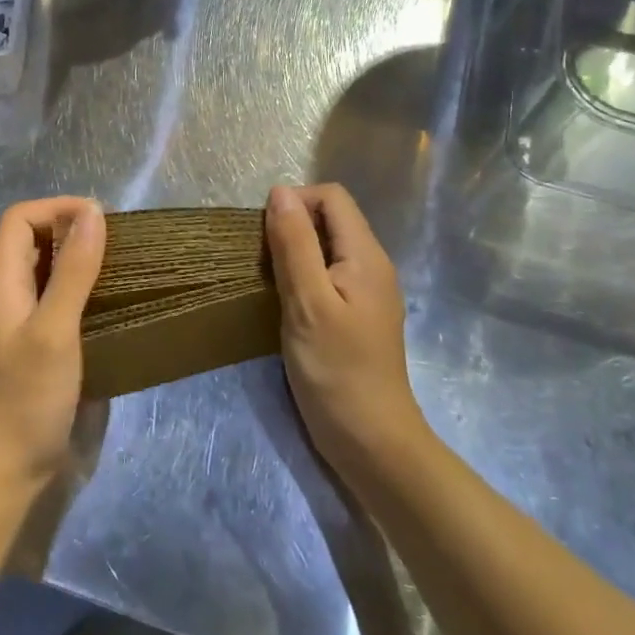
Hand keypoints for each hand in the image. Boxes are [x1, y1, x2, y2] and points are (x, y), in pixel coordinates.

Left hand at [0, 197, 105, 492]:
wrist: (6, 475)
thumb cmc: (26, 398)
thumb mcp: (54, 329)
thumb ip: (73, 270)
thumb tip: (93, 212)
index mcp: (1, 282)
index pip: (19, 219)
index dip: (56, 208)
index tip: (100, 219)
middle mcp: (9, 296)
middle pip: (35, 242)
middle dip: (74, 232)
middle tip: (120, 243)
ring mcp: (24, 325)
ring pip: (51, 274)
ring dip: (84, 263)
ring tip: (126, 268)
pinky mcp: (42, 350)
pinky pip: (63, 305)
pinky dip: (88, 295)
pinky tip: (117, 307)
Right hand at [265, 184, 419, 470]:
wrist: (371, 442)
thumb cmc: (336, 370)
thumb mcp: (307, 302)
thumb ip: (294, 244)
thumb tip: (280, 192)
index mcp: (365, 255)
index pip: (332, 197)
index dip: (296, 201)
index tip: (266, 234)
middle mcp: (372, 266)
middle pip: (331, 219)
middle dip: (292, 226)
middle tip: (263, 260)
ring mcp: (367, 293)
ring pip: (327, 248)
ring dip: (295, 253)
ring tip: (269, 281)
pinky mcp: (357, 316)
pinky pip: (328, 276)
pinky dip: (303, 277)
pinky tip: (285, 304)